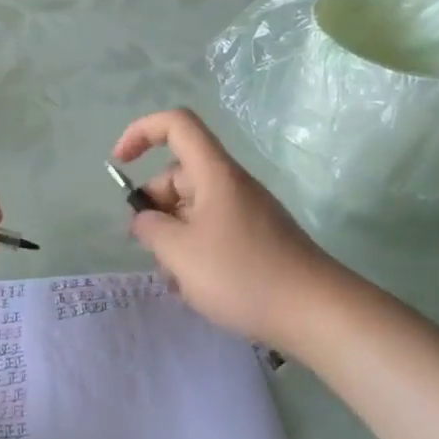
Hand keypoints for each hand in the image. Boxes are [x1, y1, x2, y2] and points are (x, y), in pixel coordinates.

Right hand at [113, 109, 349, 348]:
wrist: (318, 313)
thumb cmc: (243, 275)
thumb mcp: (180, 254)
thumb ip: (150, 230)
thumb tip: (144, 220)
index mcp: (214, 173)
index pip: (175, 124)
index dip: (141, 132)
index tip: (120, 163)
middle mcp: (230, 184)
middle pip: (179, 175)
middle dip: (155, 208)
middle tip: (152, 250)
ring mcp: (246, 212)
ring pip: (192, 209)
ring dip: (174, 238)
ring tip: (177, 280)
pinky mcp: (256, 239)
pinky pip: (212, 231)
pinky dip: (195, 252)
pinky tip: (196, 289)